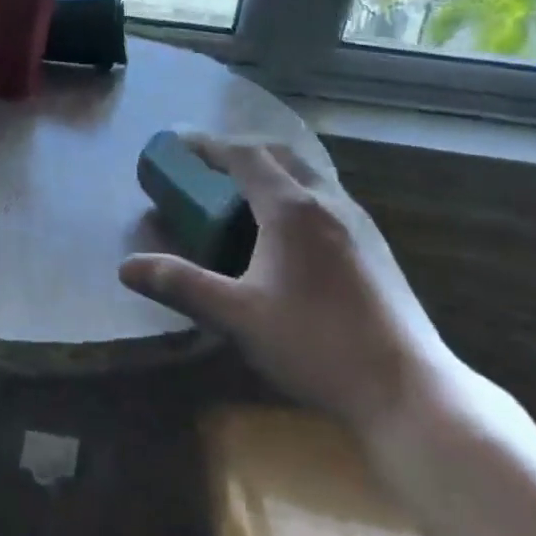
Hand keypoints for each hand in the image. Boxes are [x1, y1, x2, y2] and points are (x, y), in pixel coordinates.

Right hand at [118, 133, 459, 434]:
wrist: (408, 392)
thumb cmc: (316, 345)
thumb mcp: (237, 316)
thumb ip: (181, 285)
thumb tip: (126, 267)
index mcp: (292, 209)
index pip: (245, 155)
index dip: (208, 145)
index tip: (177, 143)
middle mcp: (329, 203)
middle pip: (281, 154)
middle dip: (241, 150)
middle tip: (208, 164)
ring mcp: (360, 224)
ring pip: (309, 175)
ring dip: (272, 170)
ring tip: (242, 192)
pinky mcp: (376, 249)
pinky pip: (326, 198)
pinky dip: (295, 192)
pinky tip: (285, 233)